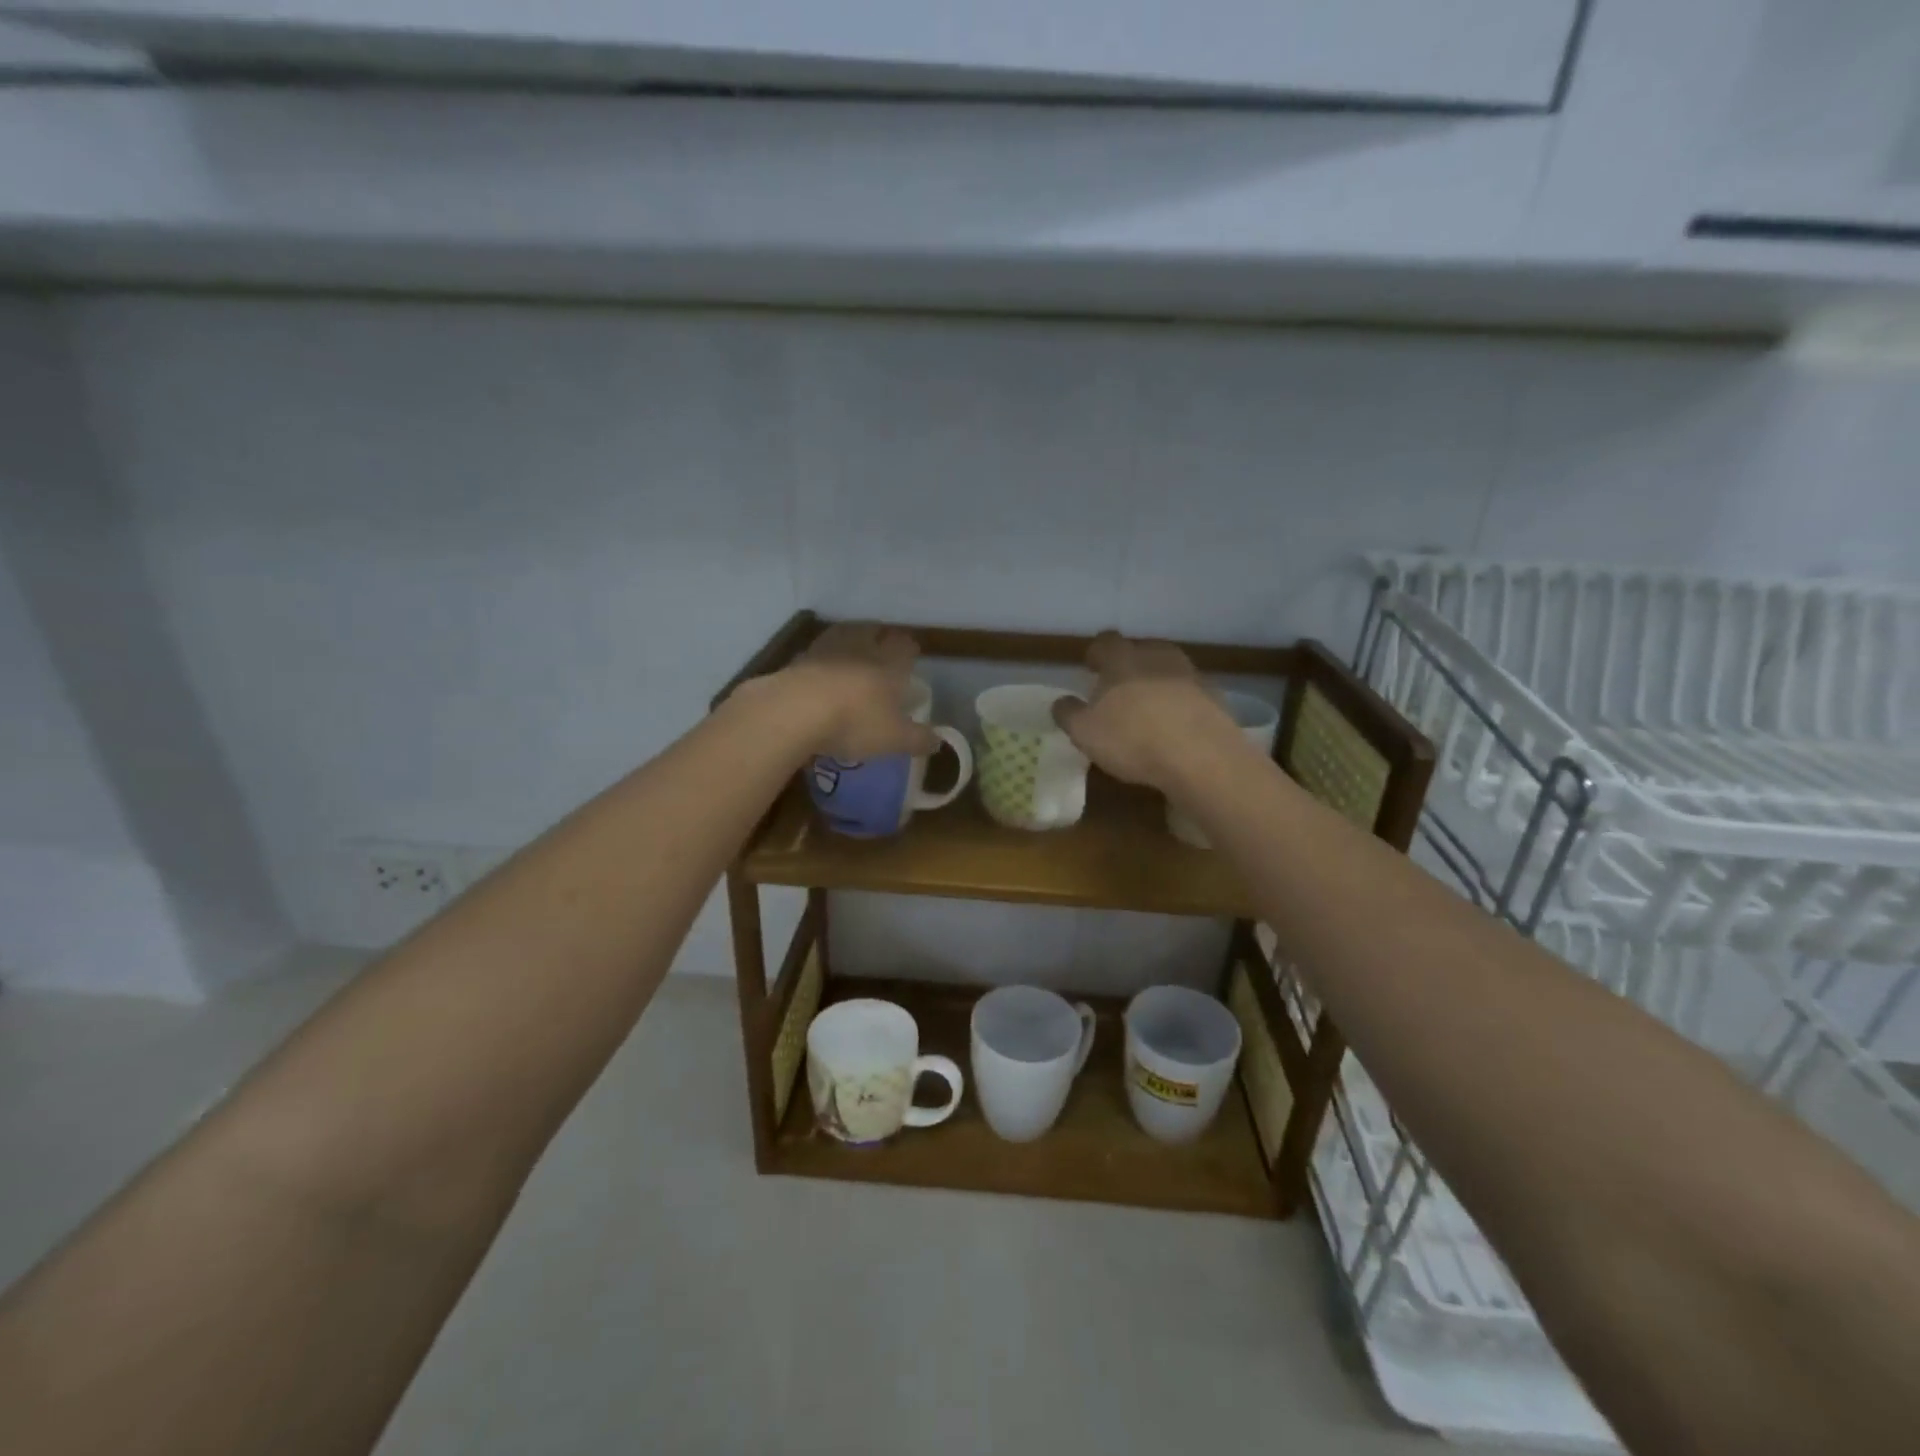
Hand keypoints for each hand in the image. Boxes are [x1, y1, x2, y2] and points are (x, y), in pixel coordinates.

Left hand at [772, 622, 940, 761]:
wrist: (794, 711)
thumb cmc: (855, 722)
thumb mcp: (895, 739)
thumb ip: (918, 739)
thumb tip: (938, 741)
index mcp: (889, 663)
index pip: (905, 646)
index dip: (909, 649)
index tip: (911, 655)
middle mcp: (860, 649)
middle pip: (873, 632)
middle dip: (880, 638)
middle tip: (882, 648)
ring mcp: (826, 650)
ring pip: (843, 635)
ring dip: (850, 641)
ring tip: (851, 654)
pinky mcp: (797, 660)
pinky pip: (816, 652)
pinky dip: (823, 658)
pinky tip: (822, 671)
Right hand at [1051, 632, 1242, 791]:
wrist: (1201, 756)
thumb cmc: (1132, 740)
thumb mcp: (1085, 733)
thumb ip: (1068, 713)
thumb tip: (1060, 701)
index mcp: (1121, 659)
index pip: (1105, 642)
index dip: (1096, 653)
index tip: (1091, 668)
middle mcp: (1156, 656)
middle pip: (1140, 648)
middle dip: (1128, 664)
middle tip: (1118, 688)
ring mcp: (1189, 673)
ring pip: (1167, 667)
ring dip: (1156, 680)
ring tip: (1147, 706)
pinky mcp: (1214, 695)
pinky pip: (1189, 690)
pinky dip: (1180, 700)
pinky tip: (1174, 724)